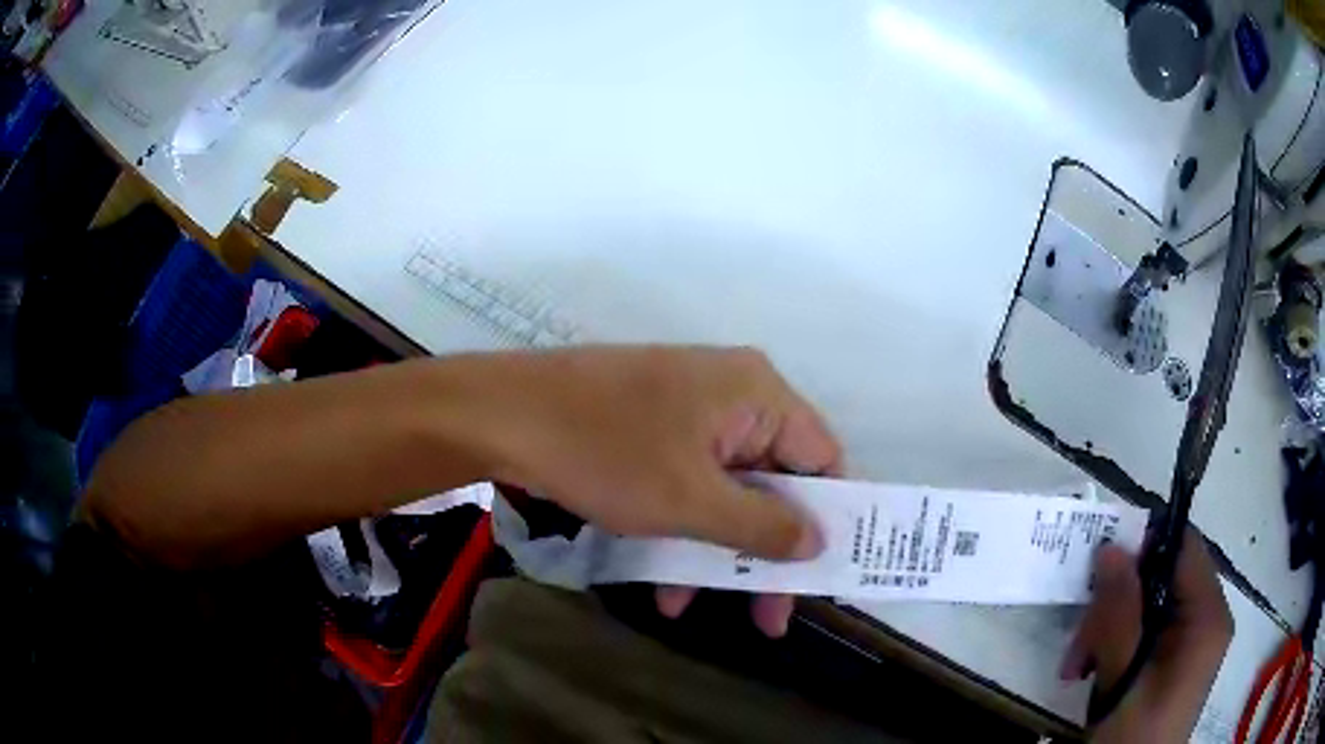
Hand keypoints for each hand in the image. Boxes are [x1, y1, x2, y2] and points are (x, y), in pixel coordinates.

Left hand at [481, 346, 842, 636]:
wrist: (500, 415)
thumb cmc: (605, 452)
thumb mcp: (691, 502)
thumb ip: (764, 526)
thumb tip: (819, 542)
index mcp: (757, 393)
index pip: (822, 458)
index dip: (830, 518)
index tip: (824, 576)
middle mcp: (731, 394)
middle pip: (773, 481)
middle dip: (765, 552)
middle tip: (770, 617)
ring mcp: (686, 410)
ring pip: (725, 491)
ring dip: (714, 551)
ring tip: (693, 606)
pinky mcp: (651, 427)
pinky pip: (686, 483)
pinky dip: (680, 530)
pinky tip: (660, 583)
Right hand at [1061, 529, 1233, 741]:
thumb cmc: (1134, 736)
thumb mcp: (1123, 680)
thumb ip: (1120, 614)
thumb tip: (1110, 547)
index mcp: (1208, 616)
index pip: (1184, 548)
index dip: (1144, 548)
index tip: (1100, 574)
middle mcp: (1205, 620)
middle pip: (1161, 580)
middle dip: (1115, 607)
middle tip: (1079, 647)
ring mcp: (1190, 643)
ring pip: (1148, 609)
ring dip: (1107, 632)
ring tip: (1076, 669)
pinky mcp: (1173, 663)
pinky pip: (1146, 635)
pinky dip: (1115, 648)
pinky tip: (1089, 674)